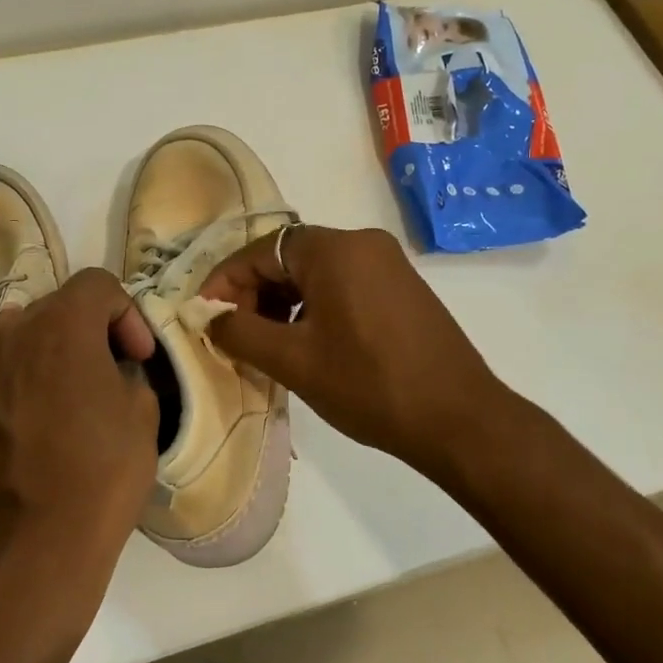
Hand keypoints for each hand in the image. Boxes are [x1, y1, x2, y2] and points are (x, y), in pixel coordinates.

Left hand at [0, 269, 159, 583]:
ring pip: (24, 335)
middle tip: (114, 370)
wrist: (30, 544)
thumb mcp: (142, 414)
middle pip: (57, 306)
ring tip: (76, 392)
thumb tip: (110, 372)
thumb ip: (127, 373)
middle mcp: (13, 334)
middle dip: (91, 329)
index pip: (97, 284)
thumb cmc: (100, 473)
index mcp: (61, 325)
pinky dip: (28, 379)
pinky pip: (4, 372)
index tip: (138, 357)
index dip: (127, 313)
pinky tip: (44, 423)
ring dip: (55, 351)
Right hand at [199, 225, 501, 478]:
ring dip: (282, 303)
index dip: (224, 283)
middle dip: (253, 294)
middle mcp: (363, 243)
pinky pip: (343, 286)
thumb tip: (209, 317)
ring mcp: (388, 264)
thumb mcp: (293, 361)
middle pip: (288, 258)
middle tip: (234, 336)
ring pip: (315, 274)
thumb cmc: (368, 385)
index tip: (204, 317)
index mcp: (335, 249)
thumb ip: (240, 333)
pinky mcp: (402, 288)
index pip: (259, 251)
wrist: (458, 419)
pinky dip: (313, 308)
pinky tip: (305, 343)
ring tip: (265, 346)